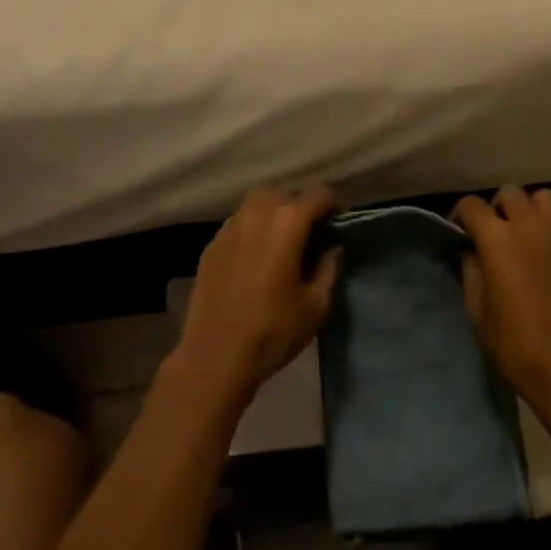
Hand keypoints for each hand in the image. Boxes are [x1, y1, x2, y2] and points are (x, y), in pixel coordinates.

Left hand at [172, 186, 340, 413]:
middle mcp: (257, 214)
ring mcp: (230, 227)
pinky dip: (251, 230)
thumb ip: (328, 268)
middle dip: (299, 206)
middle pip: (283, 193)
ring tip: (281, 242)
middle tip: (310, 233)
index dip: (333, 205)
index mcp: (287, 223)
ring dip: (273, 214)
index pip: (318, 195)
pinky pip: (238, 224)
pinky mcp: (211, 245)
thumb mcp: (316, 306)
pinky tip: (254, 258)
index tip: (339, 223)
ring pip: (256, 204)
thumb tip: (331, 248)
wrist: (215, 356)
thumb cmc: (273, 330)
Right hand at [455, 187, 550, 440]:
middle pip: (509, 193)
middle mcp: (529, 226)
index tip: (459, 232)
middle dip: (496, 208)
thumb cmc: (517, 347)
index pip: (472, 205)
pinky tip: (548, 250)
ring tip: (525, 234)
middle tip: (494, 233)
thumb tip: (471, 251)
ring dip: (529, 210)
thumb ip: (471, 272)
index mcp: (497, 240)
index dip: (461, 215)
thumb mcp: (478, 312)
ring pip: (542, 198)